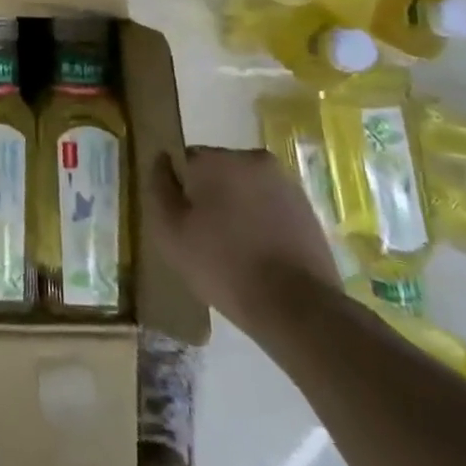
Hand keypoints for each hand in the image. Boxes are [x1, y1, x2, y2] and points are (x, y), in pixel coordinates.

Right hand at [146, 147, 341, 344]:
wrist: (297, 307)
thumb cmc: (222, 265)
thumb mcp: (169, 232)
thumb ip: (158, 188)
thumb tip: (161, 160)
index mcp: (215, 159)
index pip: (184, 162)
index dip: (181, 192)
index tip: (184, 223)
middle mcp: (251, 158)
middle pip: (217, 171)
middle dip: (210, 196)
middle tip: (207, 238)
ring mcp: (284, 181)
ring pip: (245, 188)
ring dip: (237, 207)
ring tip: (236, 250)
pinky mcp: (307, 207)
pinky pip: (270, 205)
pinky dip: (262, 221)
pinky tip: (261, 254)